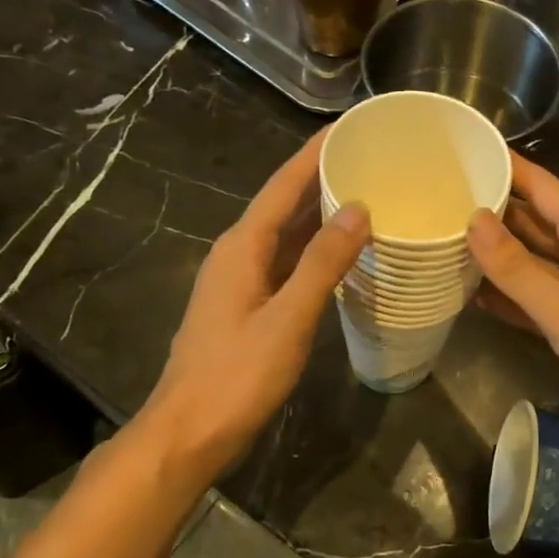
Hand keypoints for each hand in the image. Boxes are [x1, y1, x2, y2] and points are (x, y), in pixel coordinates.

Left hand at [145, 131, 368, 477]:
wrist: (188, 432)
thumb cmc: (236, 376)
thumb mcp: (287, 319)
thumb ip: (322, 264)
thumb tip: (357, 210)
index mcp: (242, 246)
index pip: (283, 185)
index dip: (315, 153)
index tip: (351, 125)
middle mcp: (238, 253)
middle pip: (284, 204)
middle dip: (323, 177)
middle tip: (371, 157)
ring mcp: (240, 281)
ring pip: (285, 234)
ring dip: (320, 214)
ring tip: (365, 194)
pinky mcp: (246, 306)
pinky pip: (285, 262)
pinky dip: (313, 250)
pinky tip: (340, 254)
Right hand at [467, 154, 558, 441]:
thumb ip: (515, 266)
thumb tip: (473, 219)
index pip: (540, 184)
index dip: (505, 166)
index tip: (464, 154)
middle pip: (533, 218)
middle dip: (492, 209)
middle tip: (440, 200)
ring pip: (533, 257)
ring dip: (497, 253)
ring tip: (447, 241)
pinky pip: (538, 293)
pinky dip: (511, 293)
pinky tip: (474, 295)